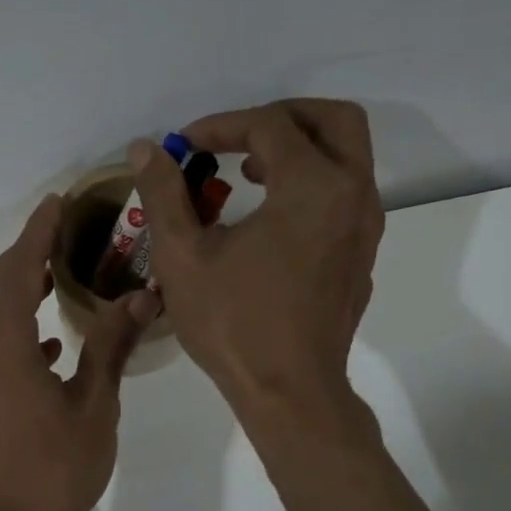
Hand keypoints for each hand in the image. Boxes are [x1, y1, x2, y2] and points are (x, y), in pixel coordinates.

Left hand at [0, 194, 156, 510]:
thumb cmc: (49, 470)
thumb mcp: (93, 407)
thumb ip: (111, 347)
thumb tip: (141, 298)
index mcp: (2, 340)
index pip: (18, 267)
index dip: (38, 231)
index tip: (56, 201)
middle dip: (24, 255)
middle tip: (60, 236)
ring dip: (16, 289)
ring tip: (55, 280)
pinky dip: (12, 327)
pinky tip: (48, 347)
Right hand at [130, 98, 383, 414]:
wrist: (290, 392)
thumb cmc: (234, 323)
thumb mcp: (183, 255)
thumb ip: (164, 193)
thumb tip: (145, 148)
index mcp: (312, 187)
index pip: (270, 127)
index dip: (222, 126)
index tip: (185, 146)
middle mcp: (353, 195)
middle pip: (333, 120)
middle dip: (281, 117)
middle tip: (236, 138)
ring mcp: (365, 227)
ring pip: (347, 156)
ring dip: (300, 148)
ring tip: (250, 173)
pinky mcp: (362, 254)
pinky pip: (346, 193)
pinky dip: (313, 182)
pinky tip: (271, 217)